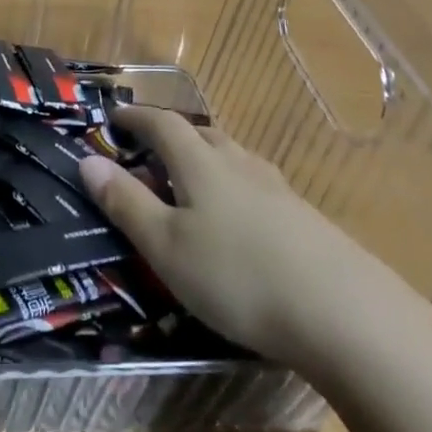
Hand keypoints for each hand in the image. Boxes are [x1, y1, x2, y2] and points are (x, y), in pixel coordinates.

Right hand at [79, 106, 430, 380]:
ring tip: (190, 185)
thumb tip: (87, 160)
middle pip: (201, 136)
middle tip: (148, 154)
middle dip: (171, 137)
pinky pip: (255, 186)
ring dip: (205, 161)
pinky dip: (233, 189)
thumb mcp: (165, 245)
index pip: (162, 124)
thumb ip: (125, 203)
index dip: (136, 117)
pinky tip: (237, 221)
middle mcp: (240, 164)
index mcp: (201, 163)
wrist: (344, 314)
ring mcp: (277, 189)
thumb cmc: (236, 275)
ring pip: (232, 159)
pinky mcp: (303, 218)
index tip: (114, 117)